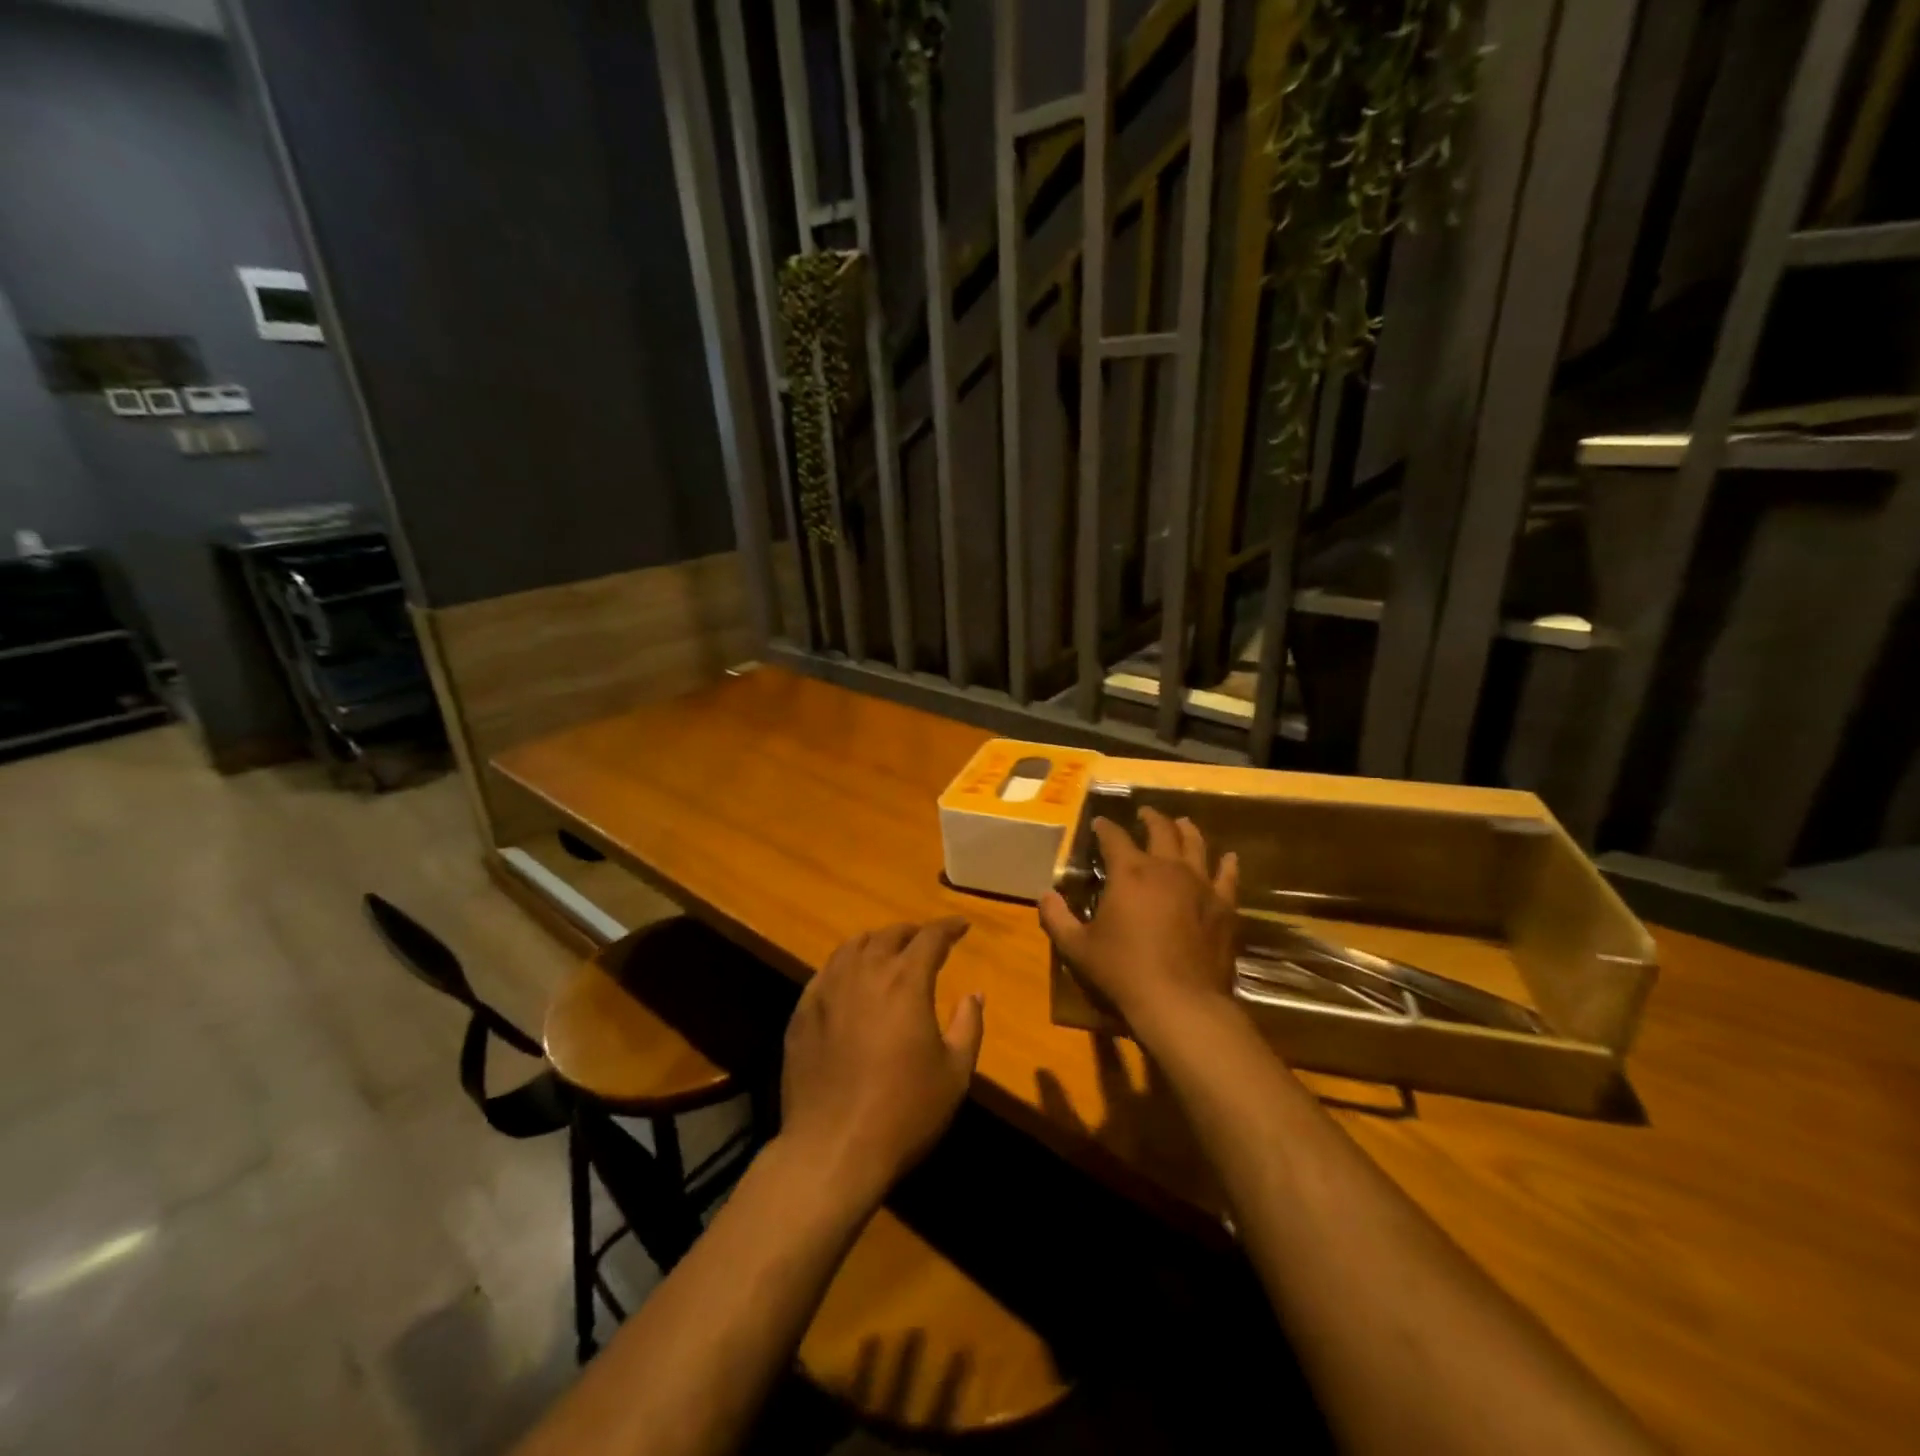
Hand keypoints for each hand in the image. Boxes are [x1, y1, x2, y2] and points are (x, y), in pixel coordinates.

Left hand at [778, 918, 983, 1208]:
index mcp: (906, 981)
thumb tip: (974, 994)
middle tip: (926, 941)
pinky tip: (850, 980)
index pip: (930, 938)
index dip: (949, 928)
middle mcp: (865, 973)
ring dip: (876, 942)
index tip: (961, 927)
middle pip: (889, 935)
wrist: (833, 1148)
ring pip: (853, 946)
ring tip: (887, 951)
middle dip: (913, 933)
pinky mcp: (803, 1011)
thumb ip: (968, 1025)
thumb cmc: (904, 1111)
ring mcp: (828, 989)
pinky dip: (846, 965)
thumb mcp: (955, 1073)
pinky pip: (827, 972)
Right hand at [1039, 807, 1239, 1042]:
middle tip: (1144, 813)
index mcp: (1129, 872)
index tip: (1098, 823)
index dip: (1104, 827)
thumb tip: (1044, 895)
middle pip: (1160, 829)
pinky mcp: (1223, 906)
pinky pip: (1228, 876)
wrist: (1179, 1002)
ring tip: (1181, 823)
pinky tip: (1229, 858)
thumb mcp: (1077, 947)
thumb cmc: (1123, 971)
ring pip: (1195, 844)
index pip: (1113, 837)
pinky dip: (1227, 864)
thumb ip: (1057, 918)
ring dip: (1186, 830)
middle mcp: (1166, 867)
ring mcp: (1199, 884)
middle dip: (1150, 818)